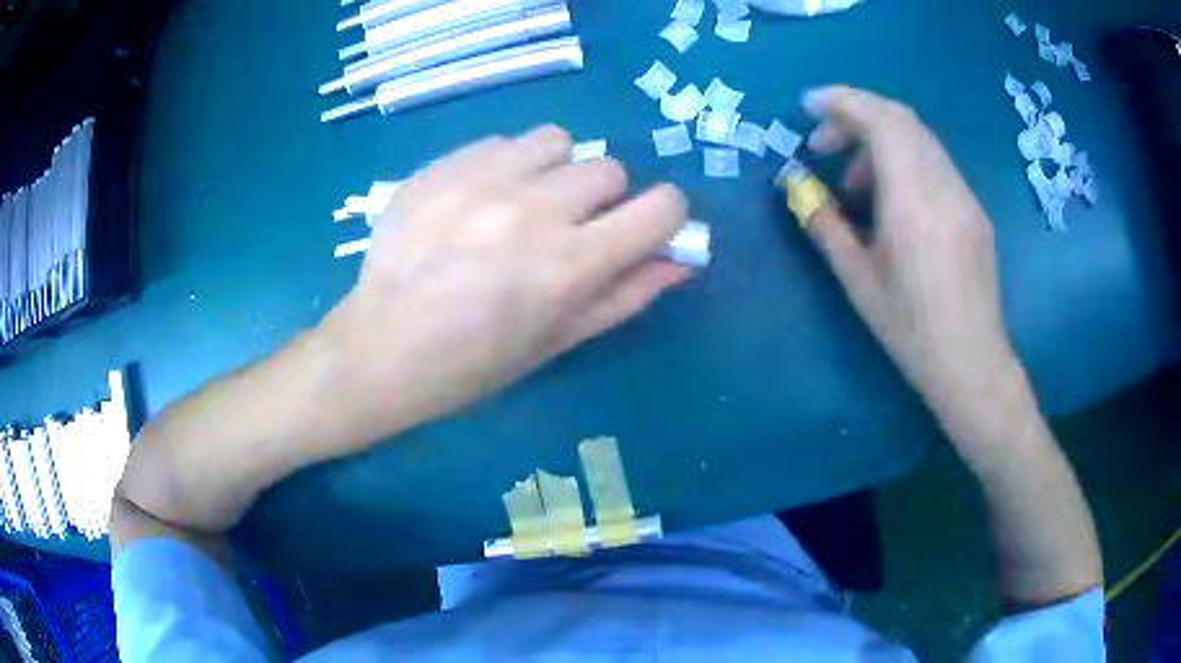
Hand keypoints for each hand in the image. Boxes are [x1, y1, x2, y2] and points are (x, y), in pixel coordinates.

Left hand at [321, 125, 690, 432]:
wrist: (380, 350)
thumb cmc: (473, 364)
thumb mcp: (557, 342)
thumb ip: (626, 295)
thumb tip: (680, 259)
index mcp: (567, 267)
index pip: (660, 208)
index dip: (665, 214)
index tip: (645, 226)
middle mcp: (530, 211)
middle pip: (608, 168)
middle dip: (602, 198)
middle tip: (565, 230)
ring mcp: (479, 180)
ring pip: (557, 141)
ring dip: (555, 170)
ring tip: (521, 203)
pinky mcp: (441, 166)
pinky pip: (501, 142)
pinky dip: (505, 165)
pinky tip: (476, 201)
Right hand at [800, 86, 1023, 440]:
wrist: (972, 364)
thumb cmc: (911, 332)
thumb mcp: (858, 282)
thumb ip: (825, 225)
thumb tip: (797, 188)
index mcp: (914, 204)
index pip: (883, 122)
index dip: (843, 102)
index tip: (808, 105)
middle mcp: (944, 187)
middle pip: (902, 119)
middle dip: (856, 116)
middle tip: (822, 145)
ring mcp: (964, 196)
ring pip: (920, 138)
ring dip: (880, 141)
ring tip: (854, 182)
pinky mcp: (973, 209)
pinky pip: (935, 162)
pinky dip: (904, 160)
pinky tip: (891, 199)